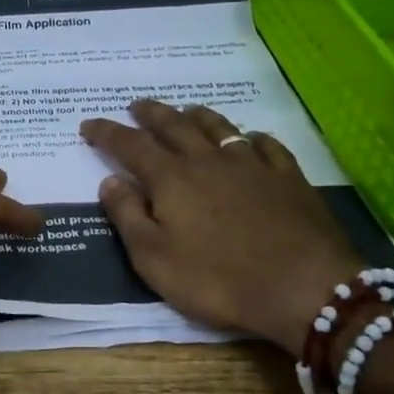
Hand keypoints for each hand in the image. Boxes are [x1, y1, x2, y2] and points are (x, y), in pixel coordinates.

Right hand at [80, 100, 361, 354]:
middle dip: (150, 113)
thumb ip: (127, 215)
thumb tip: (109, 180)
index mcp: (171, 178)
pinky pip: (266, 145)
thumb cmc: (218, 280)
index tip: (89, 124)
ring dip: (197, 115)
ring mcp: (252, 165)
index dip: (107, 132)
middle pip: (174, 125)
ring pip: (219, 126)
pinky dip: (251, 137)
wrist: (304, 288)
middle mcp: (208, 160)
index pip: (130, 145)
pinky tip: (251, 138)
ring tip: (186, 110)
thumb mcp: (154, 259)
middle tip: (136, 105)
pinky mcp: (288, 177)